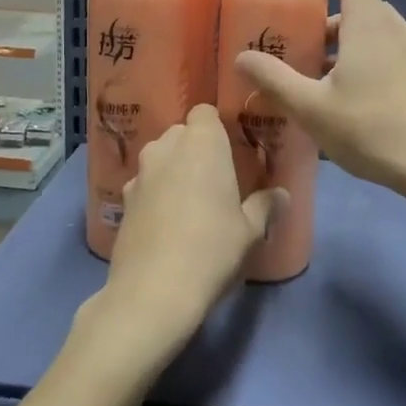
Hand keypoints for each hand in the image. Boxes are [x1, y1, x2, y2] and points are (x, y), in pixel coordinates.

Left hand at [88, 105, 280, 364]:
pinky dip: (155, 194)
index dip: (217, 127)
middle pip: (181, 133)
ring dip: (174, 171)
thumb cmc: (211, 250)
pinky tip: (167, 224)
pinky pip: (145, 185)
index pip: (205, 111)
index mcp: (201, 143)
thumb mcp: (250, 231)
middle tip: (217, 179)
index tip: (231, 150)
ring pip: (160, 158)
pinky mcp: (122, 201)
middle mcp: (166, 148)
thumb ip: (266, 206)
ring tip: (191, 203)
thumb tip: (282, 194)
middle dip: (196, 149)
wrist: (151, 293)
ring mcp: (139, 173)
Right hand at [234, 0, 405, 196]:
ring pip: (372, 34)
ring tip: (315, 85)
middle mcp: (396, 28)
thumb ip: (275, 80)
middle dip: (323, 21)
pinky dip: (364, 65)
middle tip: (295, 48)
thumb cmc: (374, 129)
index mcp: (369, 22)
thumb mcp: (313, 108)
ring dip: (342, 48)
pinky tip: (348, 107)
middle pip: (357, 5)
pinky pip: (388, 56)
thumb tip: (241, 57)